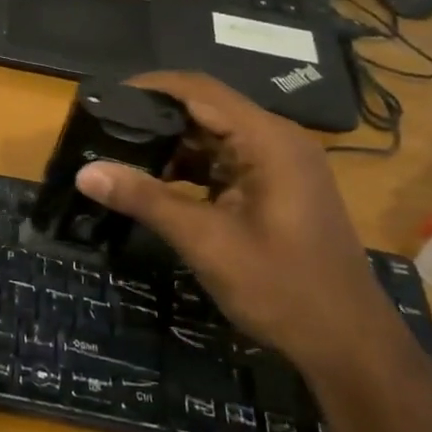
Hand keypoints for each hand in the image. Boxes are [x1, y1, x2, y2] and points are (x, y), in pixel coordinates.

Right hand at [75, 73, 395, 372]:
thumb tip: (85, 171)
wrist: (347, 343)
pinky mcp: (274, 190)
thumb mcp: (205, 241)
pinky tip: (153, 185)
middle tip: (101, 129)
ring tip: (117, 156)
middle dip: (153, 118)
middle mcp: (276, 141)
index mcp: (268, 141)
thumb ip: (145, 199)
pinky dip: (188, 170)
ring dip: (168, 146)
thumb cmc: (281, 287)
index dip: (149, 87)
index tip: (103, 98)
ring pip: (212, 138)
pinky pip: (223, 164)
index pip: (199, 90)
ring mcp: (278, 166)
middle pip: (205, 110)